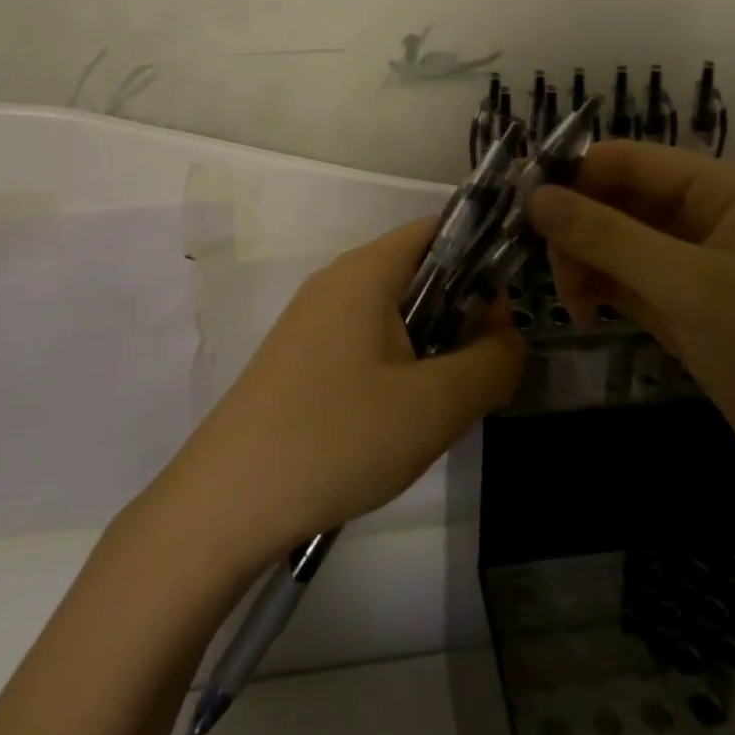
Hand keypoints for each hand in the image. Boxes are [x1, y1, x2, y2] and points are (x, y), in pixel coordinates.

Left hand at [165, 218, 526, 561]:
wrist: (225, 503)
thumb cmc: (337, 437)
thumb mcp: (435, 405)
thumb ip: (492, 363)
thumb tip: (509, 336)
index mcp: (366, 270)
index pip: (439, 231)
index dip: (483, 259)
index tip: (508, 313)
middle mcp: (337, 281)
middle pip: (419, 274)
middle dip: (460, 315)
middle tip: (480, 373)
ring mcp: (313, 320)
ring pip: (394, 314)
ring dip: (431, 347)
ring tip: (441, 405)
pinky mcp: (300, 358)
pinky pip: (366, 342)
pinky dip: (397, 367)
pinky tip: (397, 422)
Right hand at [525, 142, 734, 504]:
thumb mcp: (690, 287)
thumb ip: (608, 237)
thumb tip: (534, 196)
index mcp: (721, 187)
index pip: (626, 160)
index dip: (571, 177)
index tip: (519, 211)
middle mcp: (706, 212)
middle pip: (615, 199)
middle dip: (577, 230)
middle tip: (552, 274)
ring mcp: (695, 261)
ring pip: (615, 241)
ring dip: (585, 264)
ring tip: (574, 305)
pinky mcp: (687, 304)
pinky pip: (627, 278)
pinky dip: (600, 290)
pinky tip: (587, 315)